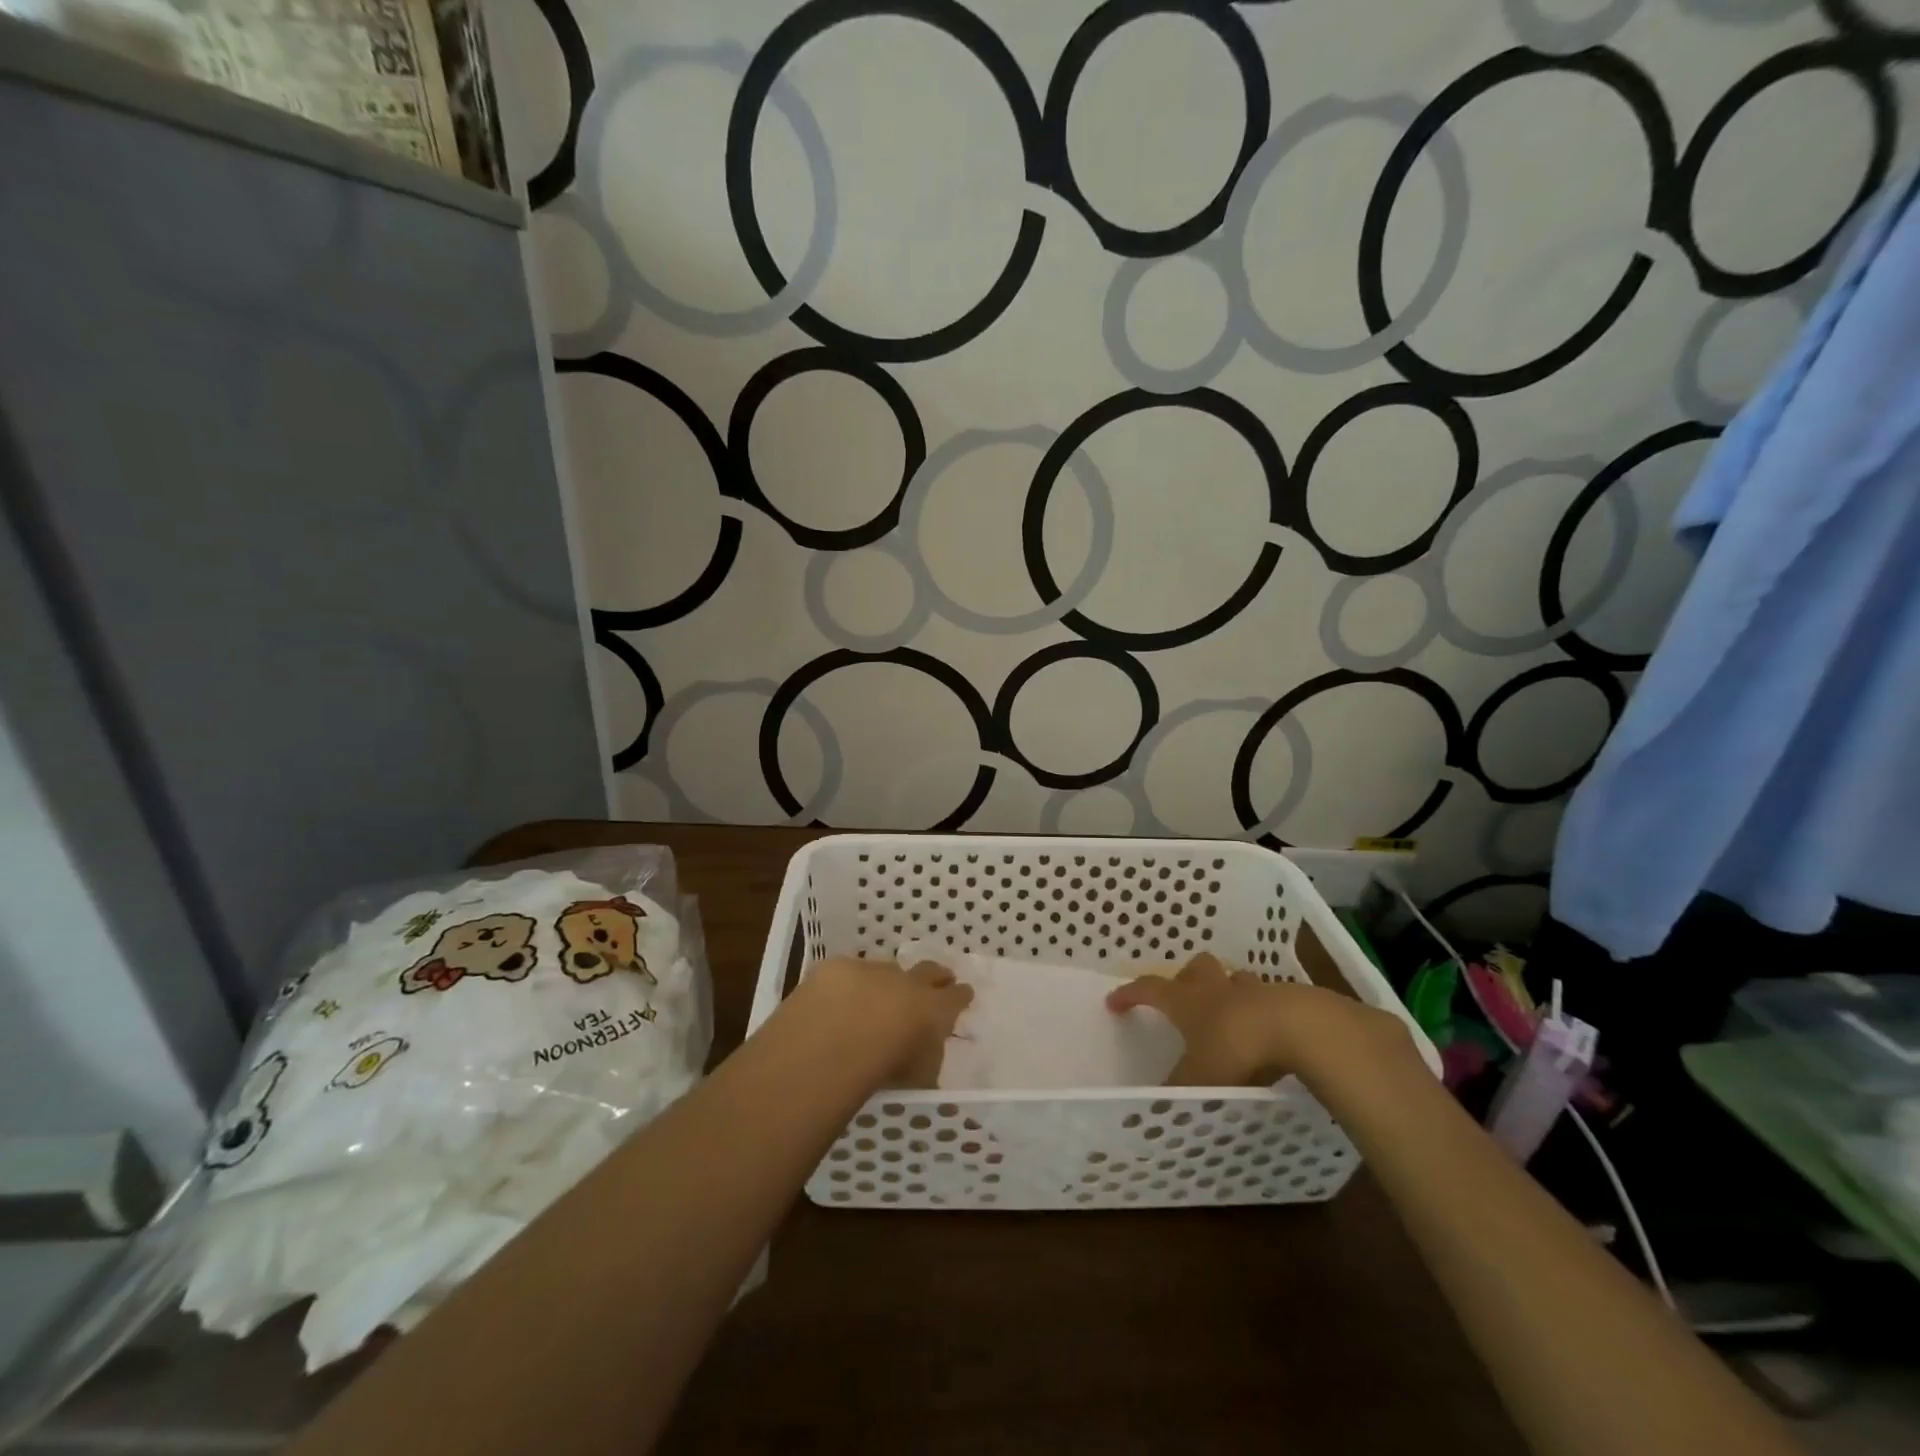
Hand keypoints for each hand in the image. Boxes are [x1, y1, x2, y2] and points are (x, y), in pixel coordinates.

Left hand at [800, 957, 973, 1088]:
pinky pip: (848, 974)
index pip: (957, 997)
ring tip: (878, 997)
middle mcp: (908, 982)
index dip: (961, 996)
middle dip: (936, 975)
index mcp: (934, 1009)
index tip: (963, 994)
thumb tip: (925, 1053)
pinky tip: (838, 1000)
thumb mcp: (920, 1077)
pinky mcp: (838, 967)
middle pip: (929, 970)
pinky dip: (848, 986)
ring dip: (887, 982)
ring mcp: (873, 970)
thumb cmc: (885, 1070)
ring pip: (887, 970)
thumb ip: (928, 1058)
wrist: (834, 1041)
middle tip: (938, 980)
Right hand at [1107, 952, 1410, 1087]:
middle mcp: (1218, 989)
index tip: (1114, 1001)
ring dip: (1229, 991)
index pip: (1149, 989)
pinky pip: (1270, 1000)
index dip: (1131, 994)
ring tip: (1230, 1014)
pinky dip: (1264, 1012)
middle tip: (1184, 997)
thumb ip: (1178, 1093)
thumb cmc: (1237, 1050)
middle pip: (1197, 967)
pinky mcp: (1290, 1000)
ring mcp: (1256, 991)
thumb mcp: (1200, 1079)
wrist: (1300, 1029)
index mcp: (1188, 1002)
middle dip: (1188, 978)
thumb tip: (1152, 1112)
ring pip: (1236, 980)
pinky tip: (1270, 1034)